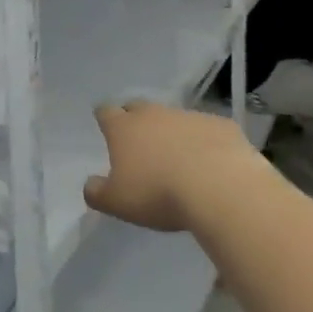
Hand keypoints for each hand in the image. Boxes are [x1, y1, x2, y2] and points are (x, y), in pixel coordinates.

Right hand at [83, 101, 264, 232]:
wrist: (220, 188)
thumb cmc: (159, 194)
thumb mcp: (117, 203)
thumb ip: (97, 192)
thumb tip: (90, 184)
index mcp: (124, 128)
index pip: (106, 112)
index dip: (104, 118)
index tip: (105, 126)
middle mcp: (154, 114)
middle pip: (138, 108)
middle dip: (135, 120)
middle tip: (139, 143)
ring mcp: (189, 116)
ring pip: (174, 118)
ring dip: (172, 133)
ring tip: (178, 159)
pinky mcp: (221, 125)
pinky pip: (207, 130)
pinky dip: (204, 142)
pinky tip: (211, 164)